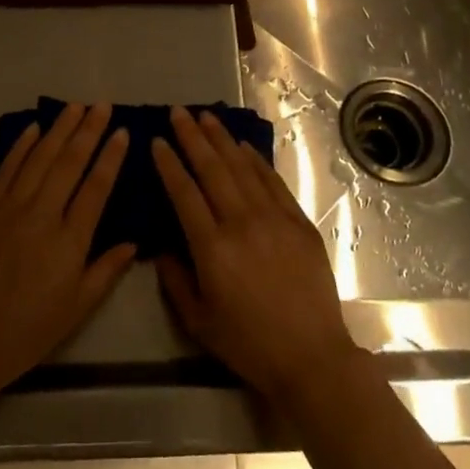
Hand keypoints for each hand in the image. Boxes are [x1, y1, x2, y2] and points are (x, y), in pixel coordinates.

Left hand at [0, 102, 135, 450]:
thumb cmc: (28, 331)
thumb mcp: (77, 308)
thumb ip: (106, 271)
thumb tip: (133, 242)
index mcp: (70, 242)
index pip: (96, 187)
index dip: (111, 156)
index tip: (123, 131)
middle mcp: (42, 215)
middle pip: (70, 163)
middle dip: (88, 130)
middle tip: (102, 105)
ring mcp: (10, 208)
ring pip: (39, 158)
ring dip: (59, 129)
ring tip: (75, 106)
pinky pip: (6, 169)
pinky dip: (22, 146)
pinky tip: (34, 128)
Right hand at [153, 106, 361, 402]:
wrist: (312, 356)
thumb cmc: (249, 344)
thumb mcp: (198, 322)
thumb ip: (175, 280)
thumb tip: (162, 246)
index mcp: (212, 248)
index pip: (184, 193)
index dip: (169, 164)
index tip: (157, 141)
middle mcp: (241, 223)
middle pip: (212, 169)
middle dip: (192, 137)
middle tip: (178, 112)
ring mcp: (274, 218)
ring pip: (242, 168)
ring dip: (222, 139)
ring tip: (206, 117)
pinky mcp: (298, 222)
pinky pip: (273, 182)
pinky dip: (256, 161)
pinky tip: (243, 146)